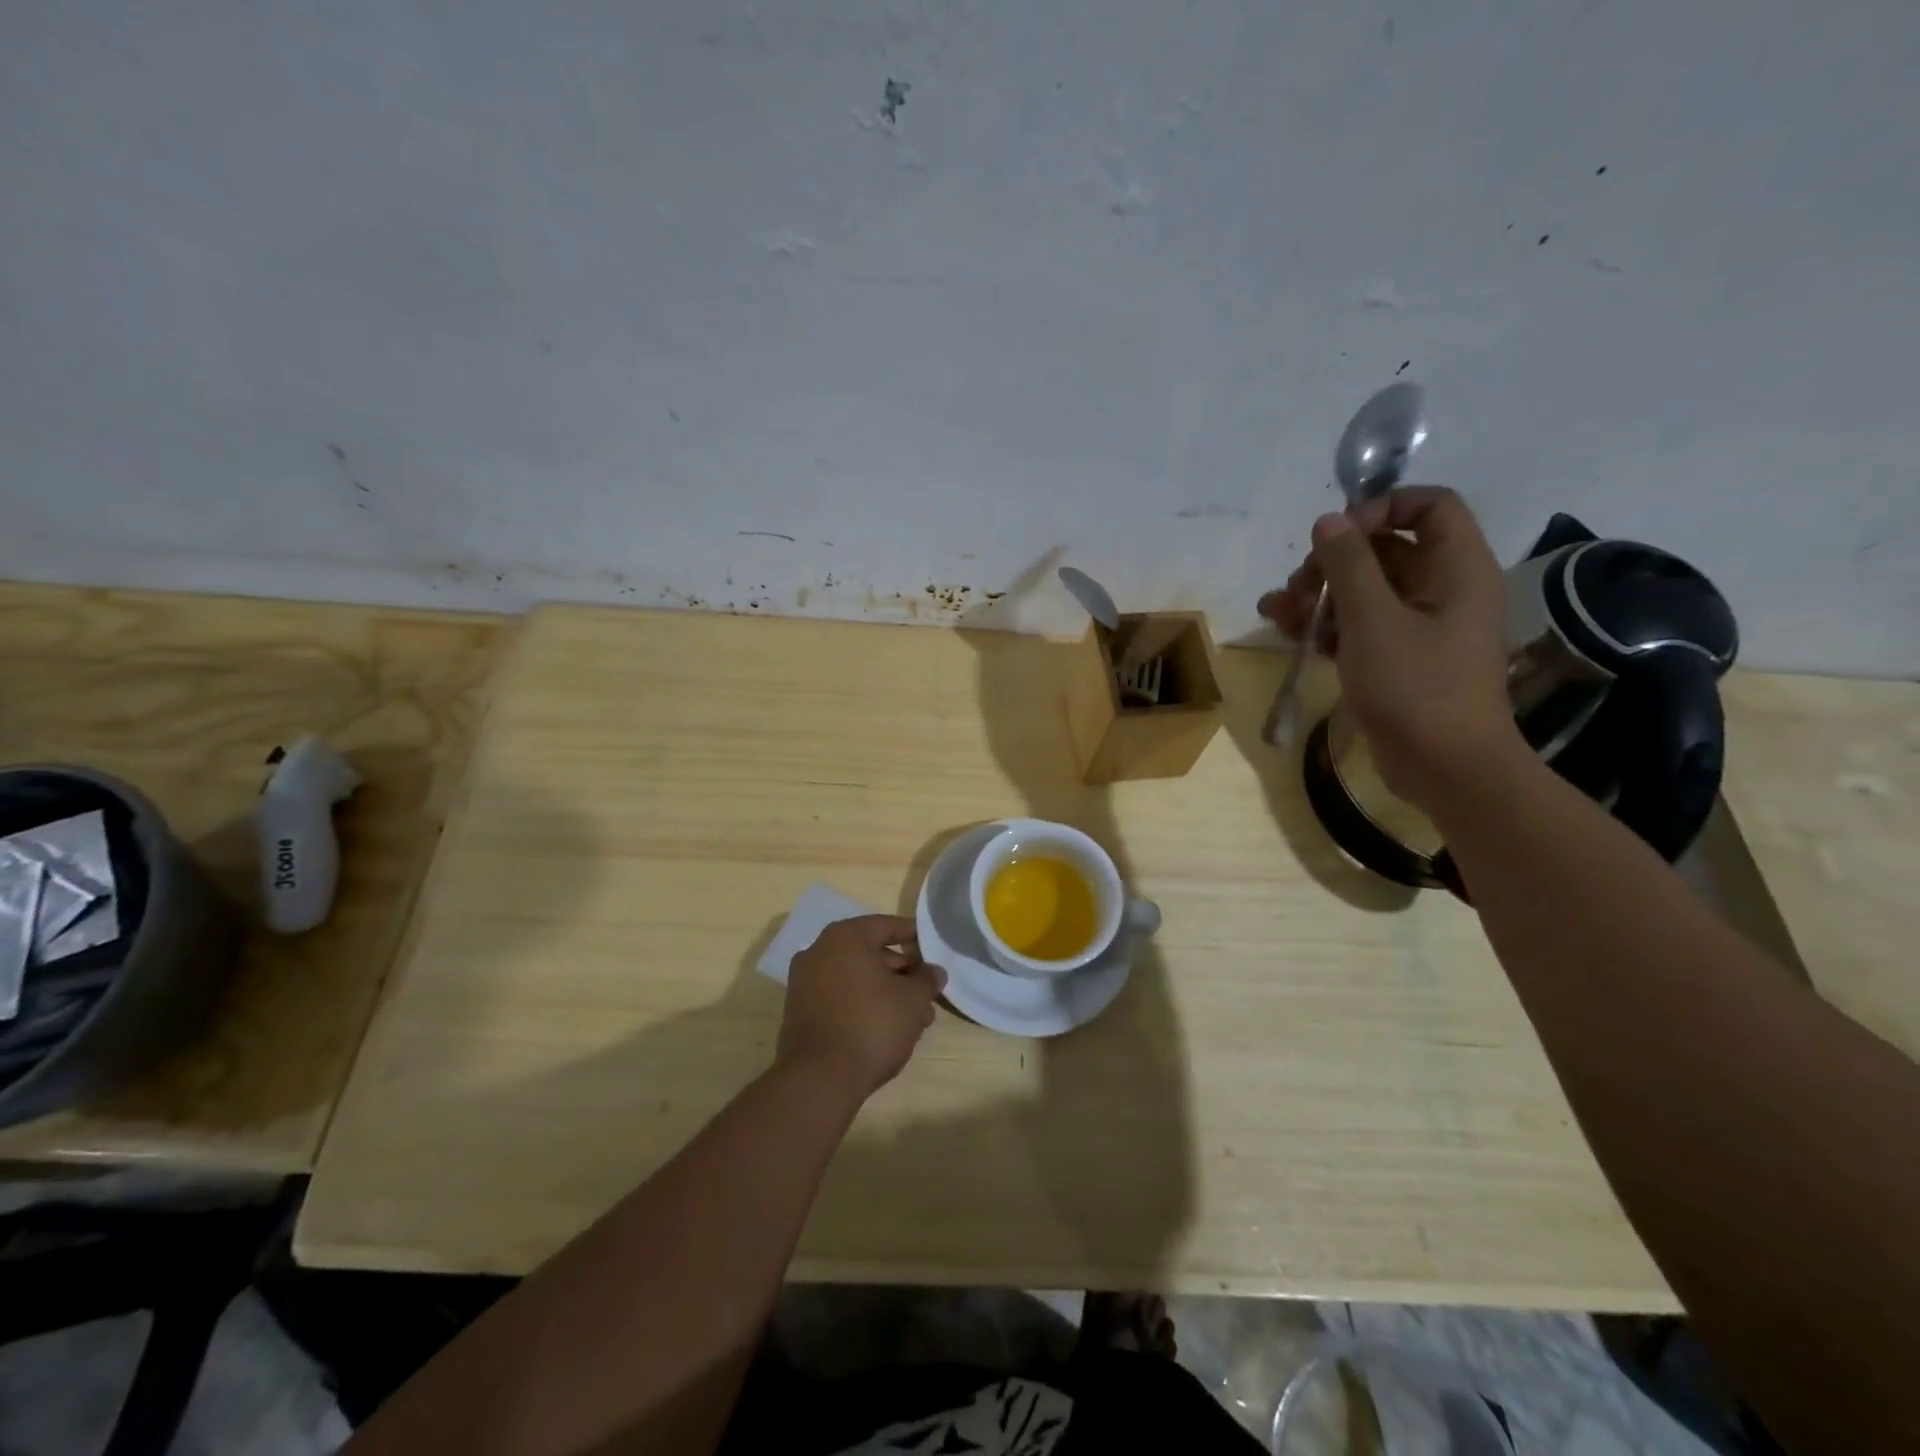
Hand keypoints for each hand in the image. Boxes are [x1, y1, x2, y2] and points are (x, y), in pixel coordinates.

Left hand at [777, 915, 944, 1101]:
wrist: (819, 1078)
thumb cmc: (871, 1024)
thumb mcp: (913, 999)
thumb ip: (927, 979)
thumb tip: (934, 971)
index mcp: (844, 937)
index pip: (886, 926)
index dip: (913, 936)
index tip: (933, 948)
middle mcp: (819, 952)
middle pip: (870, 954)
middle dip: (902, 973)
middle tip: (927, 992)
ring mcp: (804, 983)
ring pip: (857, 980)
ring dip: (887, 994)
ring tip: (916, 1020)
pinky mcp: (800, 1013)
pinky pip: (840, 999)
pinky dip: (864, 1007)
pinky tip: (888, 1030)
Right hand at [1259, 486, 1521, 810]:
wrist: (1444, 767)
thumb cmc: (1416, 686)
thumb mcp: (1373, 620)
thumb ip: (1349, 565)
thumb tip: (1329, 521)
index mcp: (1456, 568)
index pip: (1430, 506)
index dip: (1382, 507)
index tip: (1338, 533)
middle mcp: (1442, 589)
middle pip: (1386, 550)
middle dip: (1334, 561)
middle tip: (1299, 582)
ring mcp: (1418, 626)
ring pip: (1364, 591)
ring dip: (1319, 594)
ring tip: (1277, 609)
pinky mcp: (1396, 659)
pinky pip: (1358, 626)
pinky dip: (1324, 625)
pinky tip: (1285, 631)